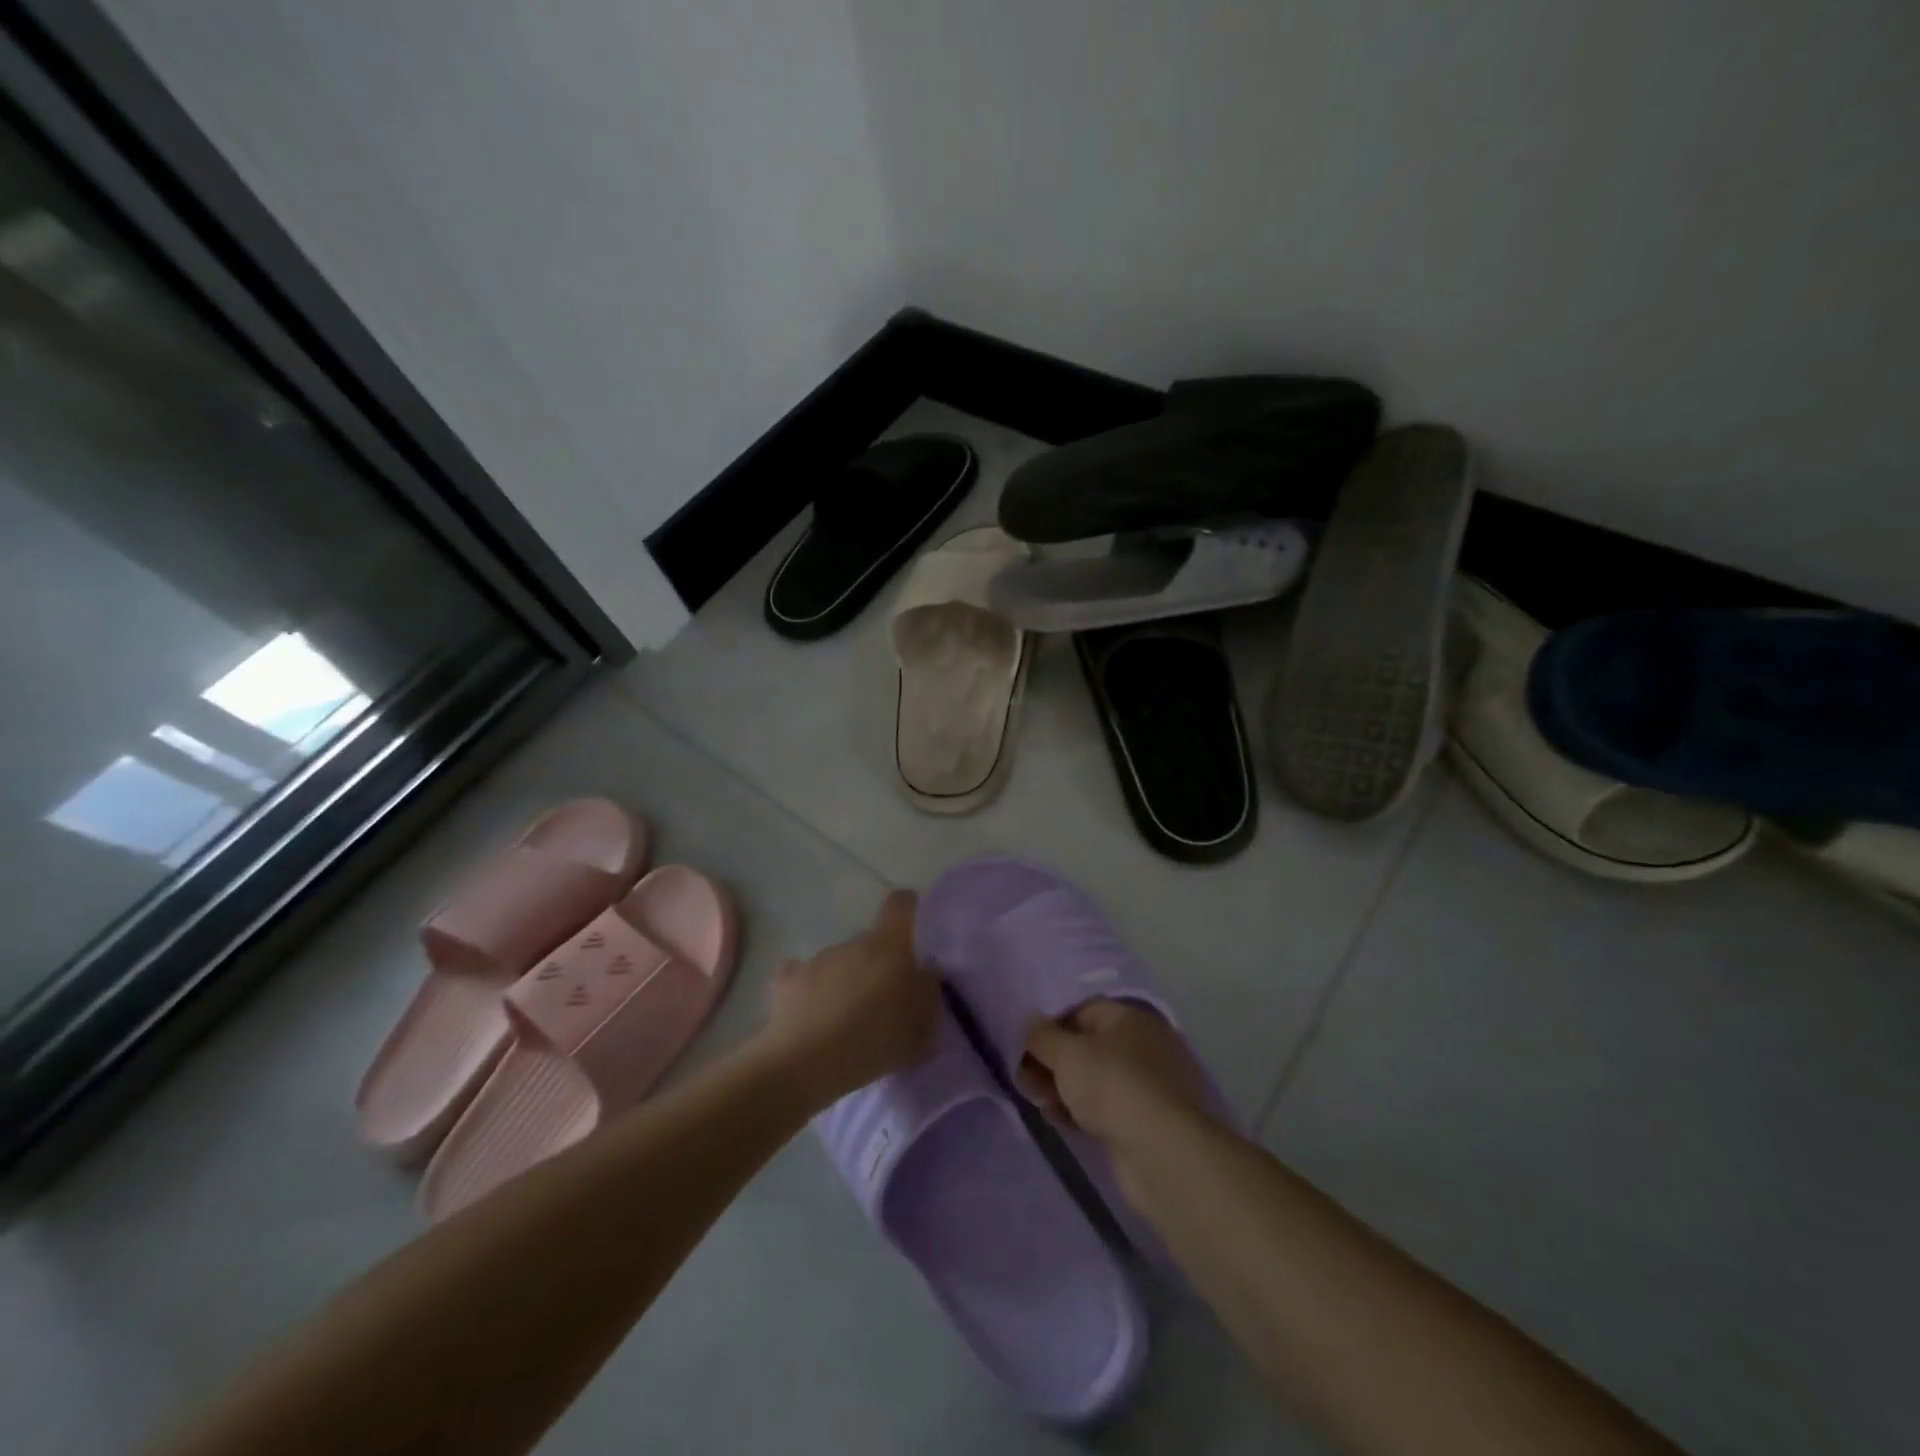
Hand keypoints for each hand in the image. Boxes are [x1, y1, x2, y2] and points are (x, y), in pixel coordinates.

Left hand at [762, 890, 938, 1110]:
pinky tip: (810, 1012)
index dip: (907, 907)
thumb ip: (927, 993)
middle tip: (883, 998)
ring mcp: (817, 960)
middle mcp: (852, 944)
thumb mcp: (921, 1025)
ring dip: (845, 979)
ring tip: (845, 1017)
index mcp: (888, 946)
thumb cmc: (874, 1040)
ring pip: (839, 961)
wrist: (806, 1063)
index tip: (912, 921)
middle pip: (870, 942)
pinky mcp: (787, 981)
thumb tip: (924, 974)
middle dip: (877, 963)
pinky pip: (801, 976)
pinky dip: (809, 989)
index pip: (900, 906)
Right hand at [1018, 999, 1211, 1150]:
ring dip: (1061, 1087)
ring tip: (1034, 1100)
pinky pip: (1103, 1108)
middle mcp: (1142, 1046)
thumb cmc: (1113, 1085)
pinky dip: (1079, 1110)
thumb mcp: (1068, 1054)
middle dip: (1052, 1060)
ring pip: (1093, 1079)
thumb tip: (1028, 1018)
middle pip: (1086, 1046)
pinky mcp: (1144, 1122)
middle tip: (1022, 1076)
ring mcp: (1146, 1086)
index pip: (1081, 1009)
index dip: (1049, 1023)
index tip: (1022, 1042)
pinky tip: (1055, 1119)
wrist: (1162, 1153)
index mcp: (1129, 1018)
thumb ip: (1042, 1035)